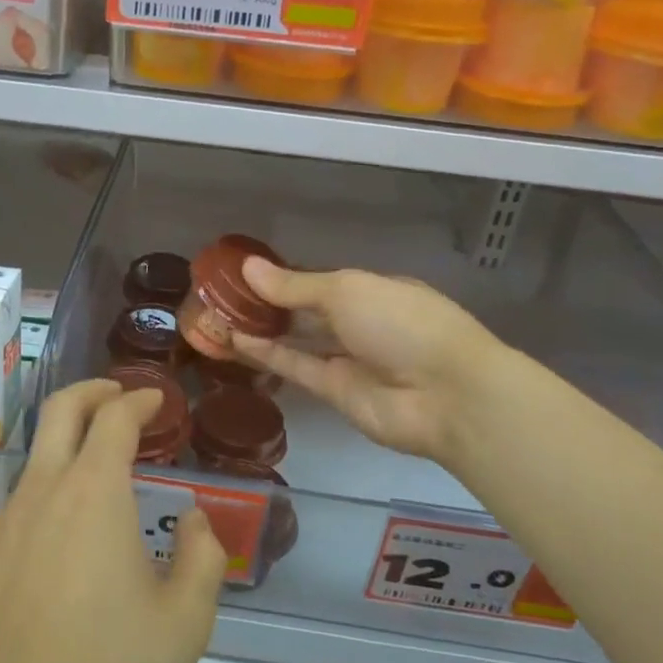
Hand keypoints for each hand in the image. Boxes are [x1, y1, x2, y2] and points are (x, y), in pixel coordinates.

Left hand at [0, 379, 227, 662]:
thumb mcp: (184, 622)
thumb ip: (202, 556)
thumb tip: (194, 522)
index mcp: (93, 492)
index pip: (115, 417)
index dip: (139, 400)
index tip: (157, 402)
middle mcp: (41, 489)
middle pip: (61, 409)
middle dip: (94, 390)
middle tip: (119, 396)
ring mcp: (2, 521)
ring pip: (37, 458)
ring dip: (70, 448)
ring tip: (100, 481)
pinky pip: (18, 505)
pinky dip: (47, 496)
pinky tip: (63, 545)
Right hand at [231, 259, 506, 463]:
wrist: (446, 395)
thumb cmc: (401, 323)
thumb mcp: (347, 290)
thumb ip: (294, 285)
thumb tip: (248, 267)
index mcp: (371, 289)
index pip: (318, 279)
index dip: (281, 276)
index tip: (242, 272)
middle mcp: (359, 321)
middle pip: (304, 309)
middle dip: (265, 303)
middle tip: (218, 295)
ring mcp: (347, 358)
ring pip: (295, 339)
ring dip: (259, 328)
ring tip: (216, 316)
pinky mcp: (335, 391)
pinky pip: (295, 366)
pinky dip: (267, 353)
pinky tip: (234, 339)